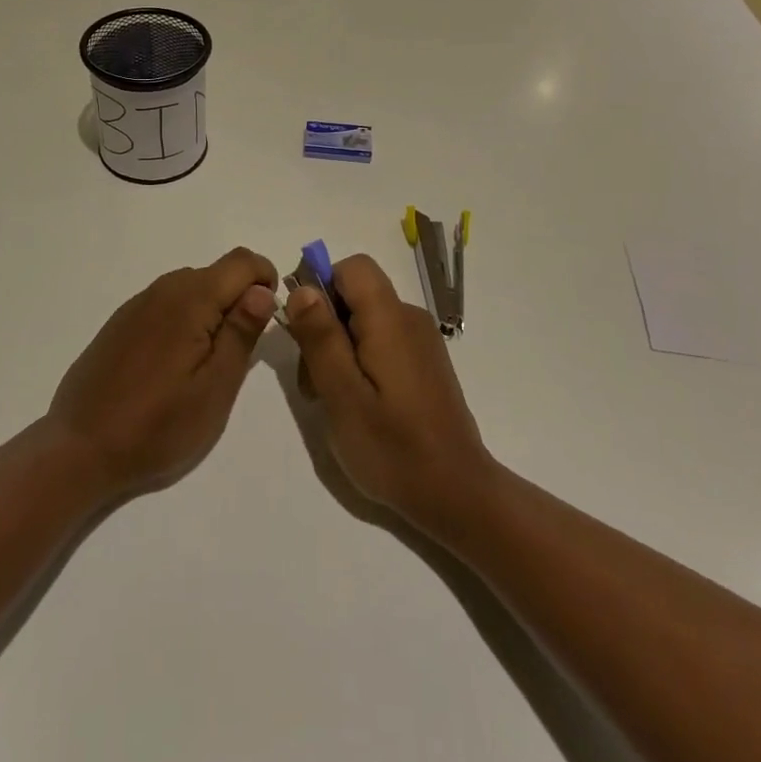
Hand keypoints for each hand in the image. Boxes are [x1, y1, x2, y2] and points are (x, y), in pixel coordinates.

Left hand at [48, 247, 277, 499]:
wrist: (79, 449)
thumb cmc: (157, 425)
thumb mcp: (215, 387)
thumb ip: (241, 332)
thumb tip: (262, 290)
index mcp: (191, 298)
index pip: (243, 261)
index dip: (265, 280)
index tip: (267, 320)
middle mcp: (163, 289)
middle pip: (217, 273)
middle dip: (239, 300)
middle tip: (238, 354)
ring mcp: (137, 304)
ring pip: (191, 288)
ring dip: (211, 311)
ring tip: (206, 364)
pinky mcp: (121, 322)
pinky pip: (166, 304)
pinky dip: (183, 320)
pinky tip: (172, 365)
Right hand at [284, 255, 496, 536]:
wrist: (457, 494)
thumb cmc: (393, 448)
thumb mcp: (342, 395)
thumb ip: (321, 338)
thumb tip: (302, 288)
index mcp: (390, 318)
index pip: (352, 267)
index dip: (321, 287)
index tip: (305, 332)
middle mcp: (409, 318)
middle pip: (355, 294)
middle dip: (324, 327)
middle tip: (315, 383)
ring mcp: (421, 340)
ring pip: (365, 320)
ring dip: (339, 349)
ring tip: (333, 401)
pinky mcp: (424, 362)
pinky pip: (383, 340)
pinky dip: (361, 361)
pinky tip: (359, 404)